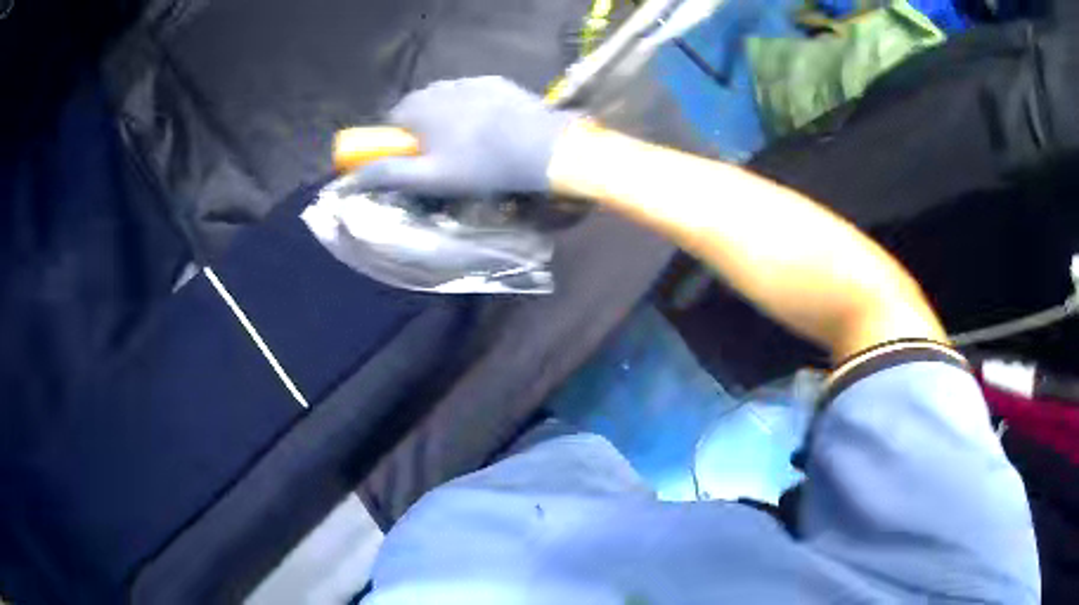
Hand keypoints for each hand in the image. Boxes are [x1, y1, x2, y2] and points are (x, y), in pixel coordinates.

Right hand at [353, 77, 578, 196]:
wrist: (540, 147)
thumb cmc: (479, 165)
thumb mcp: (428, 178)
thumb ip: (387, 174)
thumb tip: (349, 180)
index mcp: (417, 107)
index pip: (391, 122)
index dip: (398, 144)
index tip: (413, 162)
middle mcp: (439, 87)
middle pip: (419, 109)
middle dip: (423, 131)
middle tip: (443, 158)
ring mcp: (470, 81)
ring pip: (447, 102)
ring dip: (448, 119)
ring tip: (470, 146)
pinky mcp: (496, 83)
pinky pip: (474, 96)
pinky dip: (474, 110)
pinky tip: (491, 130)